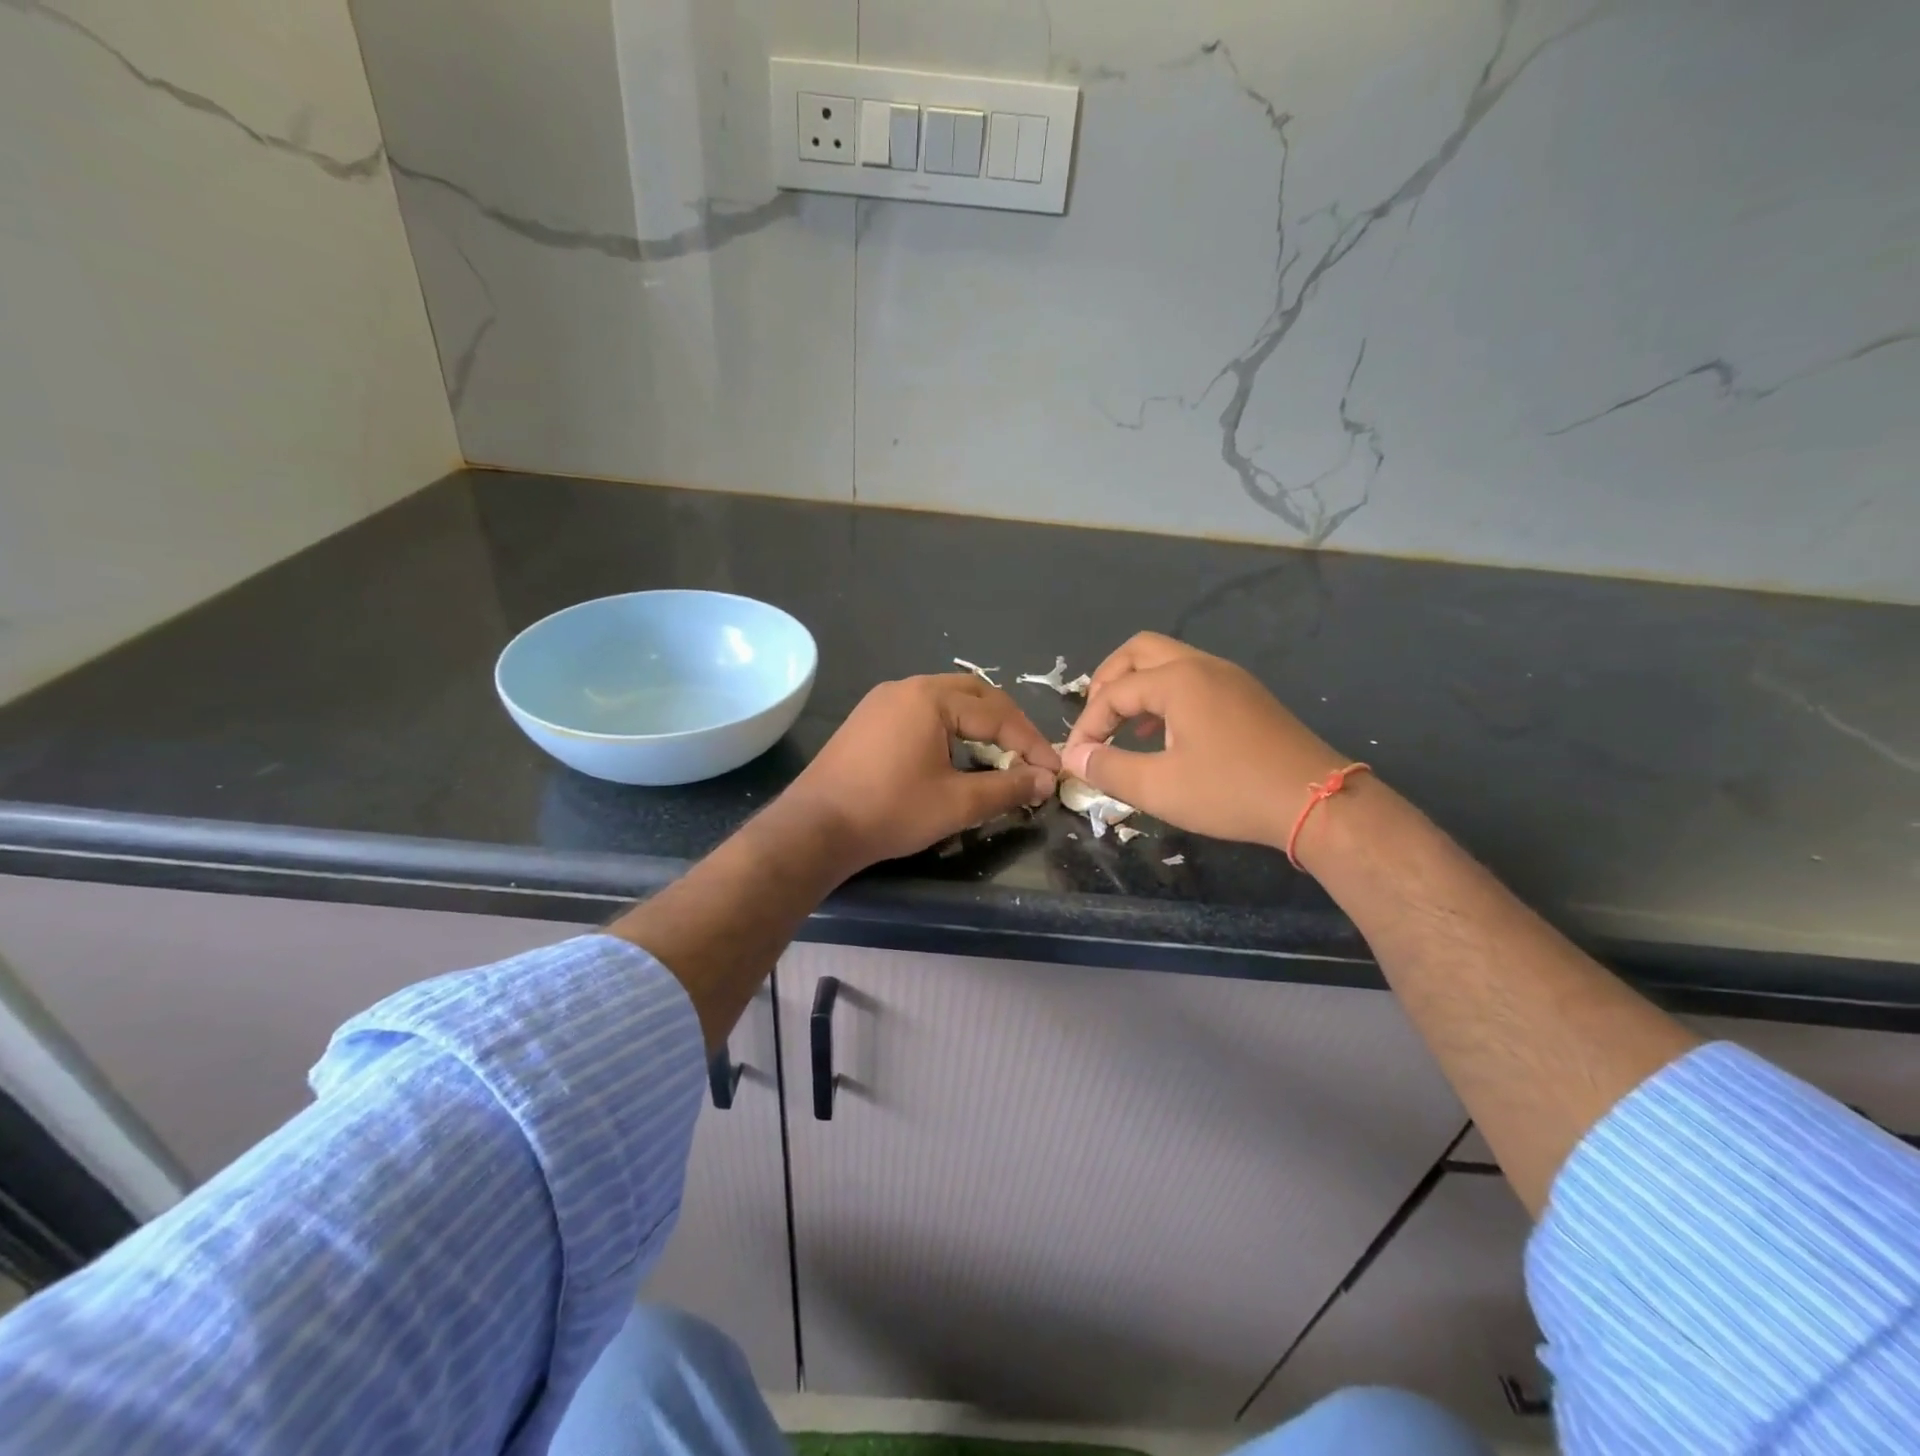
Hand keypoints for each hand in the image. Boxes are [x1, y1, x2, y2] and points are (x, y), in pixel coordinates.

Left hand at [775, 674, 1060, 876]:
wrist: (815, 827)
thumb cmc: (890, 811)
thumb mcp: (957, 803)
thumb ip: (1007, 788)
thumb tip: (1045, 781)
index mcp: (930, 698)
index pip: (996, 714)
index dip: (1030, 743)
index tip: (1051, 772)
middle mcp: (906, 688)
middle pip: (973, 695)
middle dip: (1006, 725)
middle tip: (1027, 757)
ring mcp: (882, 701)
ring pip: (946, 702)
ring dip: (977, 725)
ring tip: (997, 756)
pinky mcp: (867, 720)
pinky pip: (921, 713)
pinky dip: (948, 729)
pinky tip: (954, 756)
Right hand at [1061, 633, 1347, 850]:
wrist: (1318, 801)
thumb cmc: (1231, 792)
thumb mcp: (1159, 788)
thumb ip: (1108, 768)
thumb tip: (1074, 756)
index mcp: (1178, 680)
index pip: (1113, 692)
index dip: (1087, 725)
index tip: (1077, 758)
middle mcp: (1203, 666)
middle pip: (1138, 652)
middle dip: (1108, 682)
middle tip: (1096, 720)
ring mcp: (1230, 678)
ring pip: (1168, 663)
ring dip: (1137, 688)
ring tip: (1123, 728)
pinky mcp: (1246, 696)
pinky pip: (1192, 680)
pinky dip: (1165, 696)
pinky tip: (1162, 736)